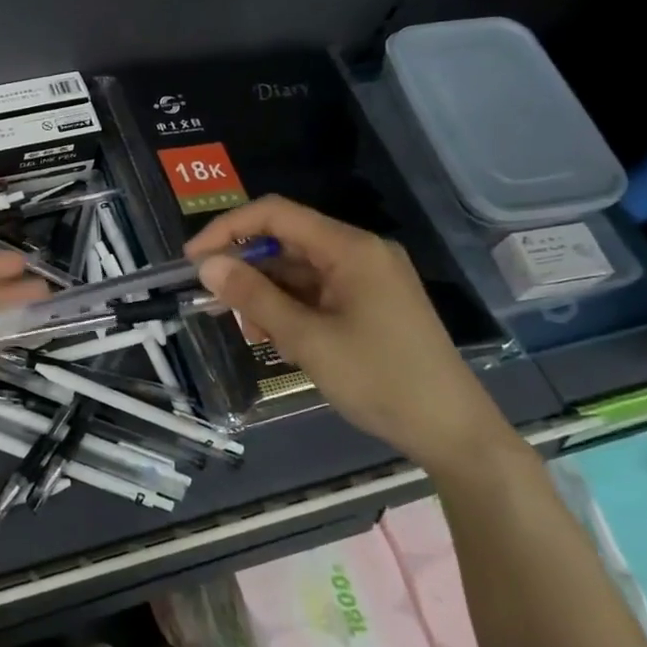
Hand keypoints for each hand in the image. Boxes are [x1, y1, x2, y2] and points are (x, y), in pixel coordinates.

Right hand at [184, 195, 512, 472]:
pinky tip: (282, 342)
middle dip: (248, 271)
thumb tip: (207, 265)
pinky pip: (318, 293)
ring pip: (299, 272)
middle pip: (286, 243)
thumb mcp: (307, 339)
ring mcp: (368, 279)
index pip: (276, 215)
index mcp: (350, 248)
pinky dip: (292, 311)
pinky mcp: (371, 304)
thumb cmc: (380, 379)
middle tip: (218, 307)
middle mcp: (360, 253)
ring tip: (256, 335)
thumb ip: (254, 297)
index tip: (194, 261)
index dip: (228, 229)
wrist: (453, 431)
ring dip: (268, 296)